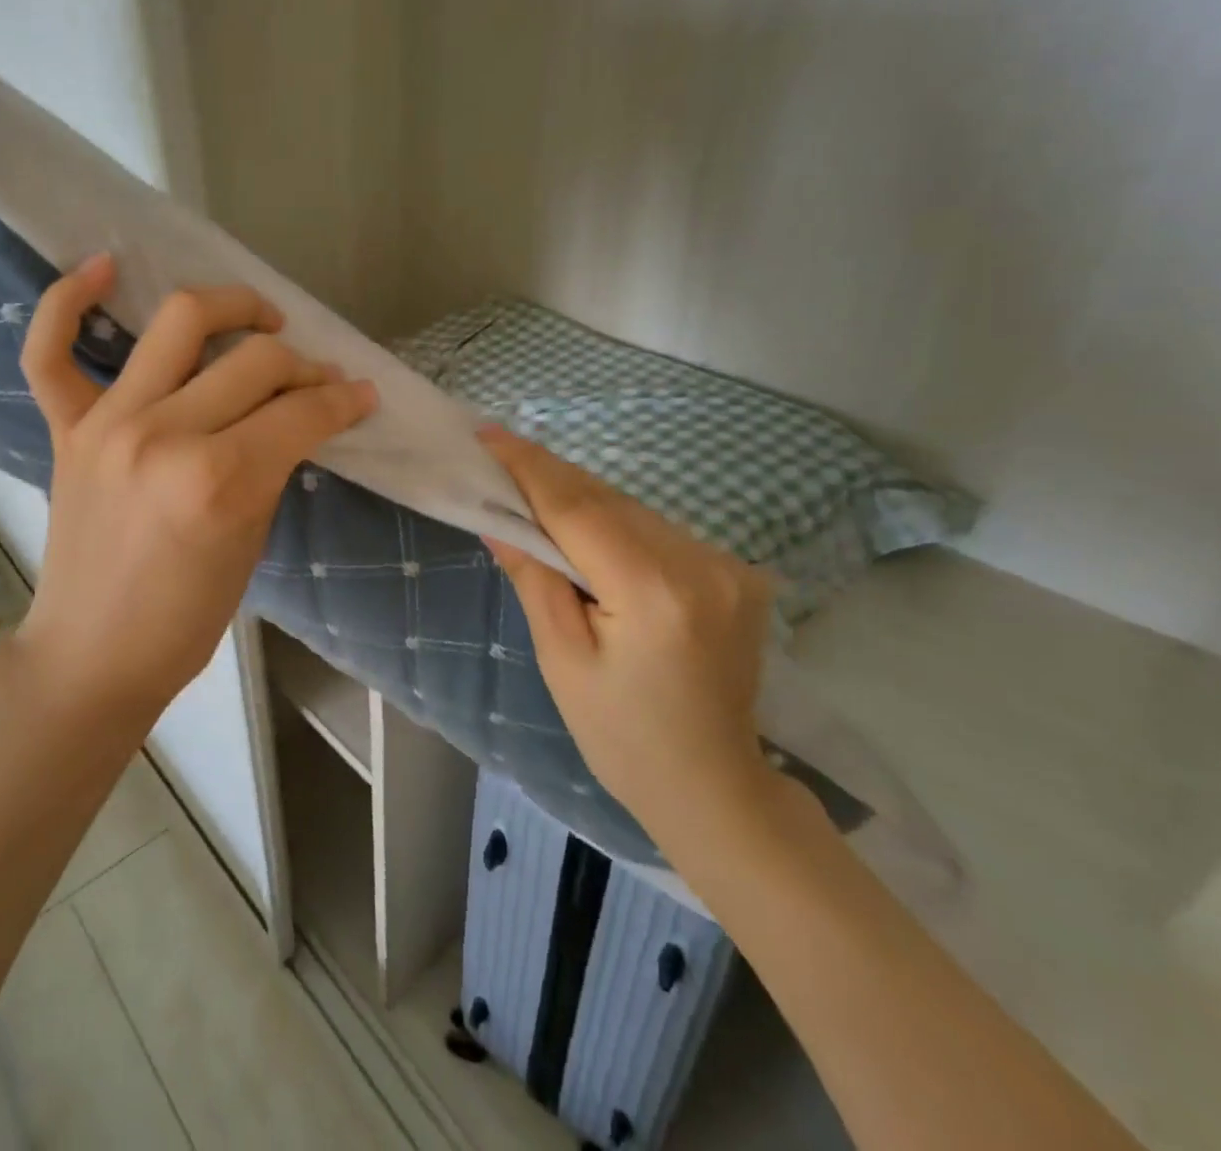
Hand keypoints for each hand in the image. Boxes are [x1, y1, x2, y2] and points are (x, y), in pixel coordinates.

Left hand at [15, 256, 377, 719]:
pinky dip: (68, 302)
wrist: (93, 653)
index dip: (343, 399)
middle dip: (304, 365)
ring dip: (232, 306)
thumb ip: (273, 465)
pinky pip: (49, 350)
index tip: (362, 396)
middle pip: (254, 360)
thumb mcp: (251, 541)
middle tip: (318, 380)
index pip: (300, 411)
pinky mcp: (66, 428)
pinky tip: (105, 268)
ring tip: (260, 318)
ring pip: (178, 323)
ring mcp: (106, 423)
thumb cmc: (185, 618)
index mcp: (218, 479)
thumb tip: (301, 415)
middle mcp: (162, 434)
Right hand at [479, 426, 780, 839]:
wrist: (713, 786)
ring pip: (631, 509)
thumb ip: (533, 577)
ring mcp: (726, 566)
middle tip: (497, 453)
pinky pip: (656, 530)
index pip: (578, 508)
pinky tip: (581, 526)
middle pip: (606, 500)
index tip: (487, 434)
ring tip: (528, 486)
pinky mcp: (733, 573)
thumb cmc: (620, 735)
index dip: (528, 467)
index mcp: (654, 591)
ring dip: (578, 496)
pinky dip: (612, 520)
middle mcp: (700, 564)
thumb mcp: (561, 657)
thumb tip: (497, 518)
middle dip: (548, 475)